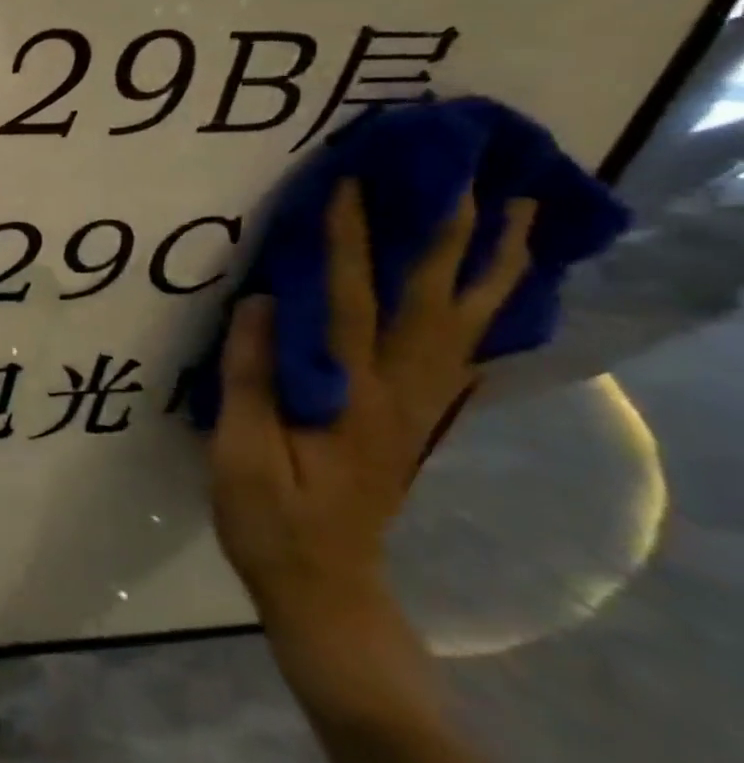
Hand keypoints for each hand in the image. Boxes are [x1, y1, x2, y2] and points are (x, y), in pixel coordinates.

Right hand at [211, 180, 536, 642]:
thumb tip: (261, 301)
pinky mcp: (416, 419)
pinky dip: (490, 315)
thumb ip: (253, 379)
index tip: (352, 185)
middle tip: (471, 177)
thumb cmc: (270, 518)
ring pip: (466, 326)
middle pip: (434, 305)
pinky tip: (500, 292)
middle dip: (452, 237)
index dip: (351, 242)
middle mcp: (399, 394)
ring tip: (520, 217)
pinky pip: (464, 355)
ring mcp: (417, 407)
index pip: (350, 303)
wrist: (324, 585)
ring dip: (493, 268)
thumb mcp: (242, 454)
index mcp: (349, 398)